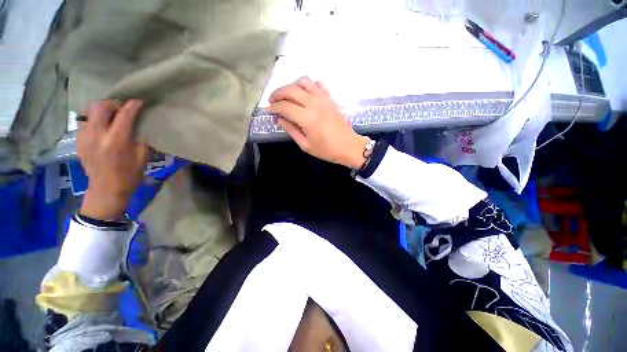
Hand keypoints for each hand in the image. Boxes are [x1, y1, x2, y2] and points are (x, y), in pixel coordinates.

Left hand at [78, 100, 148, 219]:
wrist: (106, 190)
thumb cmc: (129, 175)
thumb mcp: (142, 157)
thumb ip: (140, 139)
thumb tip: (139, 126)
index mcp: (116, 140)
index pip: (124, 115)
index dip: (132, 105)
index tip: (139, 101)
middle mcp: (98, 135)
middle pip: (100, 107)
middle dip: (113, 103)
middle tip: (122, 107)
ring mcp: (85, 138)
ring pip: (89, 111)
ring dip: (101, 109)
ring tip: (111, 114)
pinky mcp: (79, 141)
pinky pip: (85, 122)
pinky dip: (94, 119)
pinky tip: (102, 125)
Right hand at [268, 77, 369, 168]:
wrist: (349, 146)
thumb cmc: (327, 150)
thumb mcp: (305, 145)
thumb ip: (291, 130)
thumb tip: (279, 118)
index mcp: (307, 118)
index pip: (285, 106)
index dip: (273, 107)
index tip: (268, 110)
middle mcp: (314, 104)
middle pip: (291, 90)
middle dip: (278, 93)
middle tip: (272, 101)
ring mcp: (324, 98)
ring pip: (303, 82)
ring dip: (291, 85)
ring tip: (287, 95)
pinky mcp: (330, 98)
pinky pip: (317, 84)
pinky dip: (307, 85)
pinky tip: (304, 93)